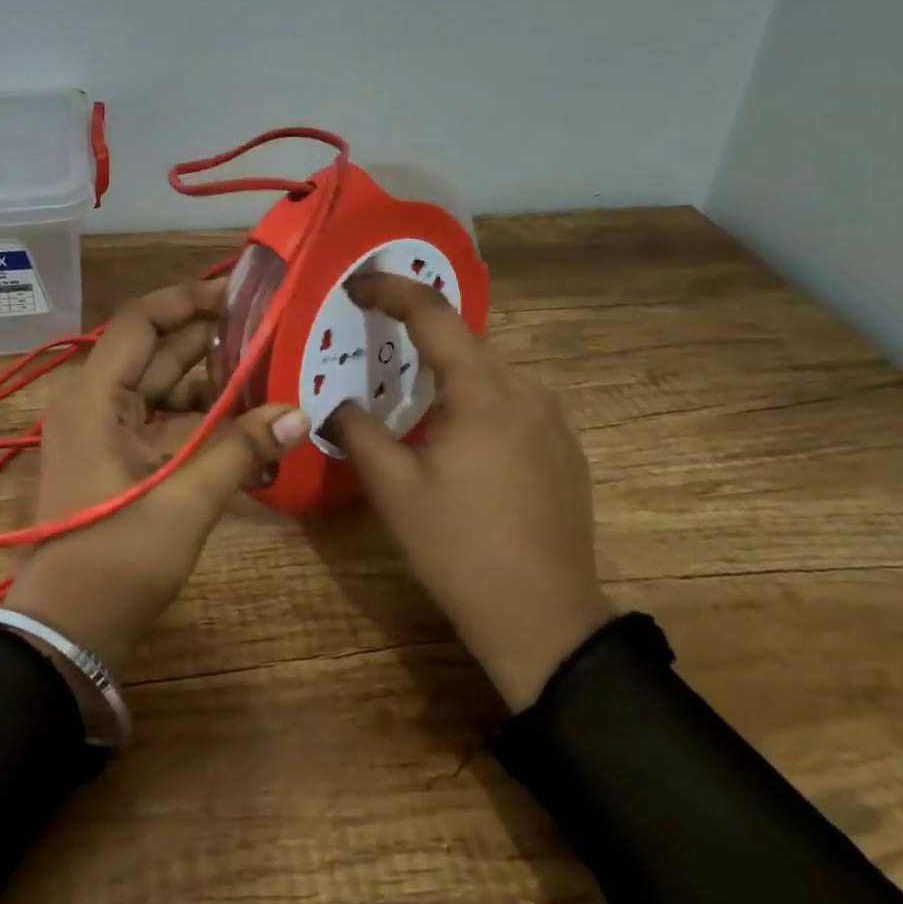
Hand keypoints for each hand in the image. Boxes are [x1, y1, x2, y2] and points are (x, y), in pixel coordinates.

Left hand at [5, 278, 310, 671]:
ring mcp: (102, 429)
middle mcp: (93, 400)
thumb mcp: (185, 501)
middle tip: (268, 327)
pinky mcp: (114, 455)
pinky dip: (197, 415)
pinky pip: (159, 418)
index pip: (141, 321)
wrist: (66, 630)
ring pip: (161, 385)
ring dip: (208, 379)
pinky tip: (243, 418)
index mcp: (95, 395)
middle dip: (209, 337)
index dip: (188, 299)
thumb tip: (301, 413)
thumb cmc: (117, 558)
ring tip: (266, 368)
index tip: (239, 293)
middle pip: (155, 350)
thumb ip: (241, 450)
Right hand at [328, 273, 613, 711]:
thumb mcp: (391, 489)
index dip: (391, 289)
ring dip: (447, 375)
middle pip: (463, 343)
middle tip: (373, 346)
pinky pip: (511, 404)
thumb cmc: (458, 548)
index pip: (433, 314)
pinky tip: (457, 440)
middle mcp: (525, 390)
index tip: (357, 284)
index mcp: (483, 391)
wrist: (544, 619)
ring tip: (410, 401)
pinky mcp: (565, 448)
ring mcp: (553, 419)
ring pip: (488, 375)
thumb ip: (357, 431)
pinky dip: (476, 402)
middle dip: (415, 336)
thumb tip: (337, 405)